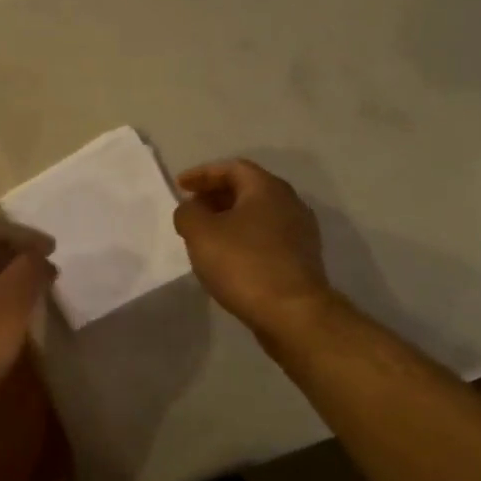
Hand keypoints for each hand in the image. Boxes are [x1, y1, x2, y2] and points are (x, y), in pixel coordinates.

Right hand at [173, 158, 336, 335]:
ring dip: (229, 219)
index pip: (232, 168)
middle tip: (191, 209)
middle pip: (247, 189)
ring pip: (257, 215)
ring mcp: (299, 232)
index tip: (180, 186)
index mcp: (267, 189)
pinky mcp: (300, 259)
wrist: (292, 313)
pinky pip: (265, 237)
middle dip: (215, 195)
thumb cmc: (243, 263)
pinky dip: (242, 238)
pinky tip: (227, 258)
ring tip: (204, 235)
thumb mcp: (200, 233)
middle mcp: (289, 203)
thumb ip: (188, 213)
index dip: (203, 174)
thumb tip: (192, 209)